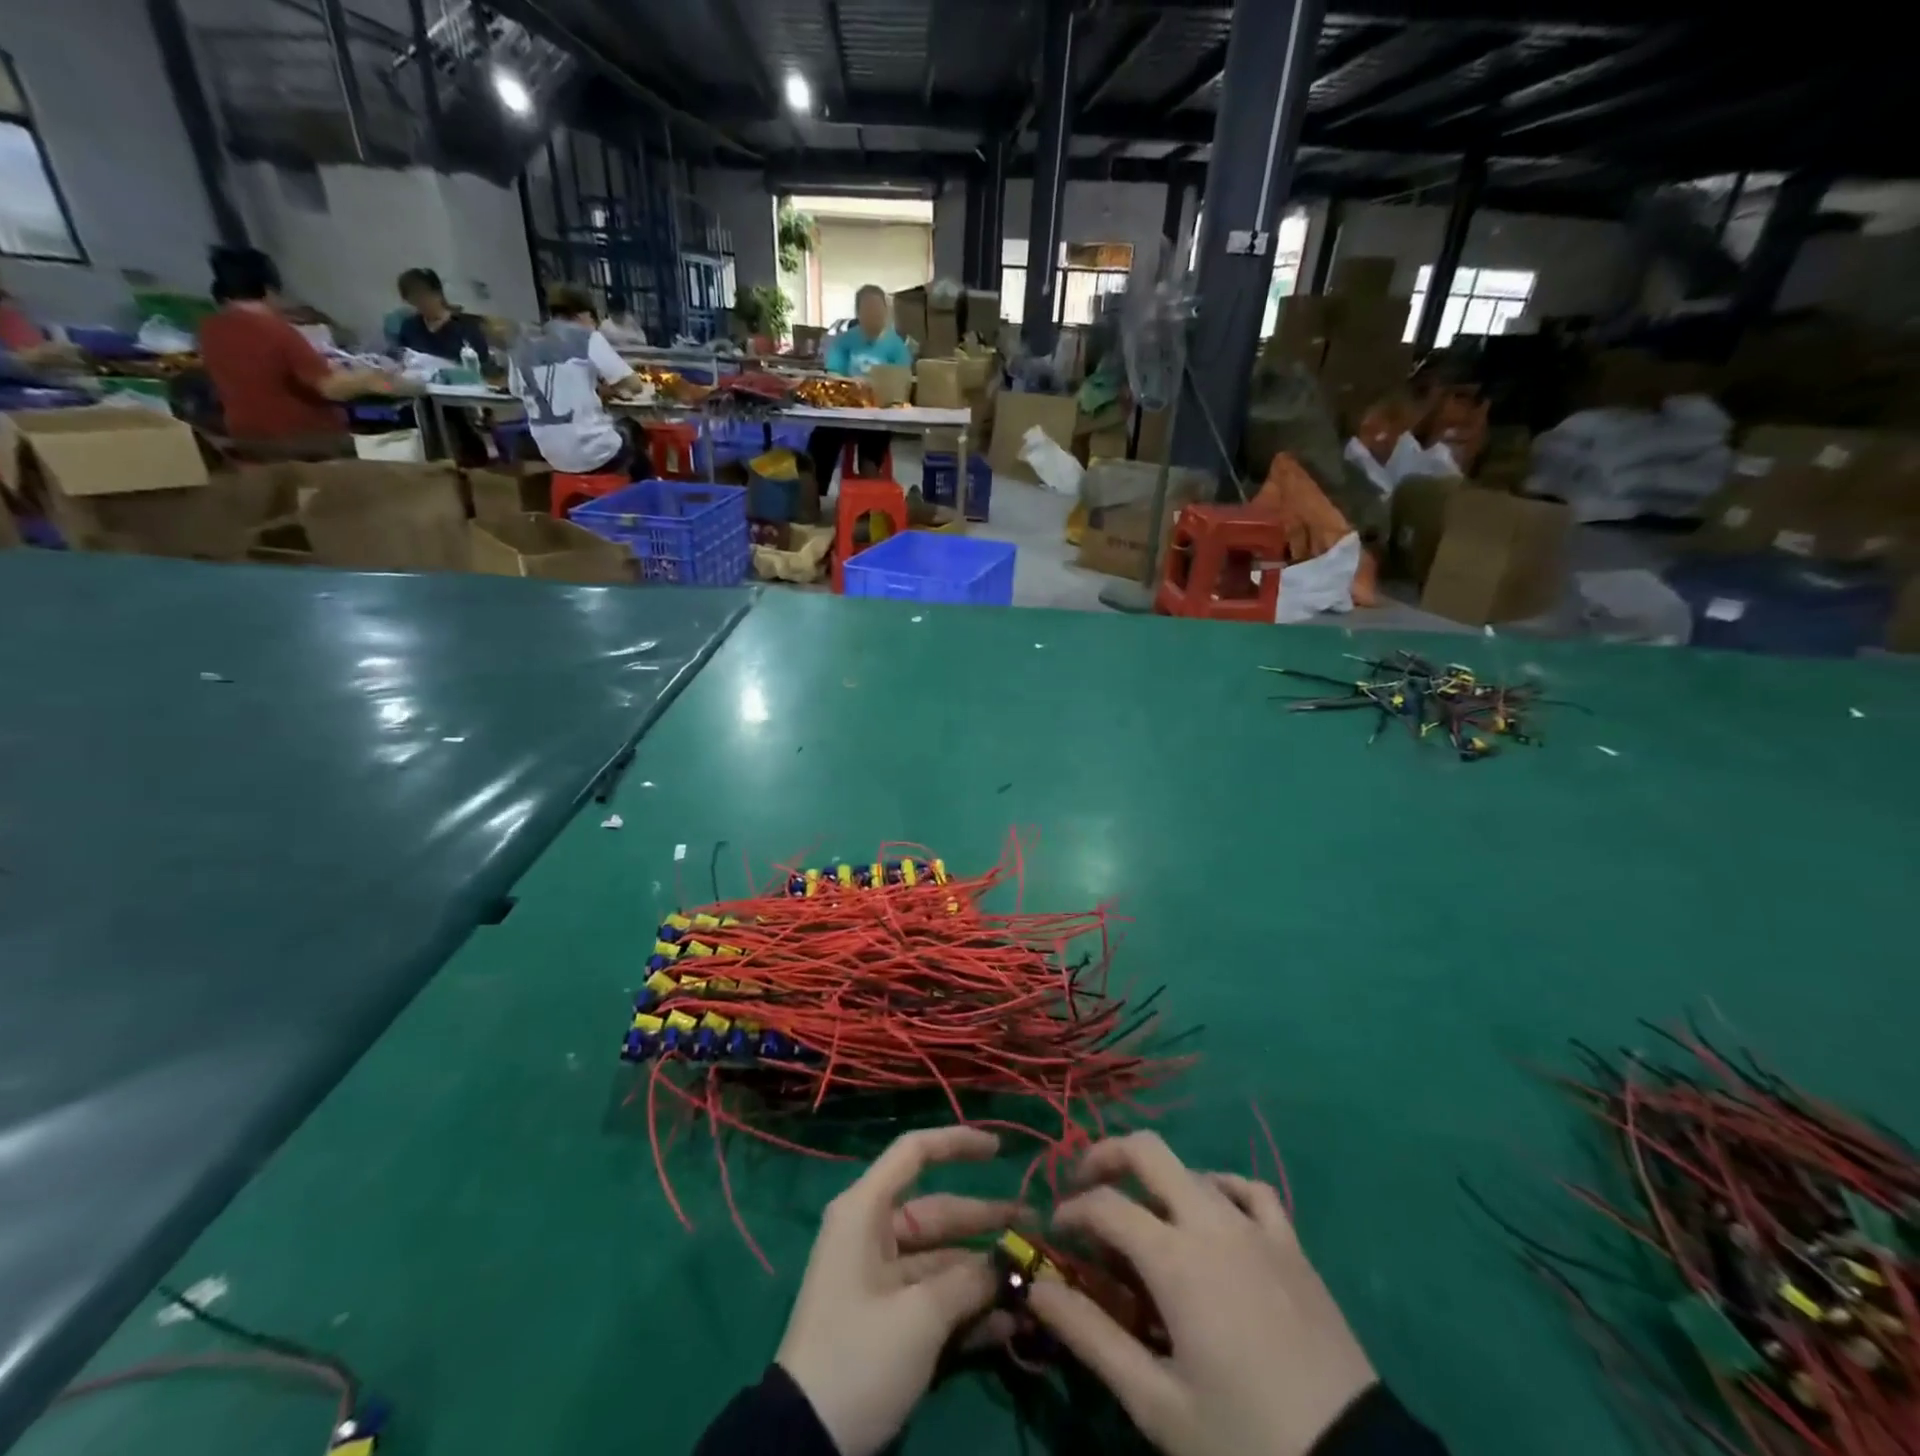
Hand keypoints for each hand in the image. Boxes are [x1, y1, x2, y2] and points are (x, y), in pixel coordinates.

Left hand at [776, 1127, 1017, 1455]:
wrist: (803, 1443)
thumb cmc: (858, 1355)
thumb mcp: (919, 1316)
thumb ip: (969, 1281)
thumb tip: (1011, 1262)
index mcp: (866, 1212)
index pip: (914, 1153)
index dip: (957, 1143)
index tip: (1000, 1149)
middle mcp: (874, 1235)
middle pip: (938, 1212)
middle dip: (987, 1221)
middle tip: (1037, 1228)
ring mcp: (883, 1280)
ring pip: (944, 1260)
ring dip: (985, 1272)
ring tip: (1034, 1281)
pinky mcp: (892, 1321)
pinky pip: (937, 1299)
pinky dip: (970, 1308)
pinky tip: (1011, 1324)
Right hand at [1028, 1133, 1376, 1455]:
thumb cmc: (1244, 1440)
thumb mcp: (1156, 1403)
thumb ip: (1090, 1336)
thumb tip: (1035, 1288)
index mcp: (1175, 1257)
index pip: (1105, 1205)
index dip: (1071, 1211)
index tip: (1056, 1236)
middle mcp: (1211, 1222)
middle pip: (1148, 1151)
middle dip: (1106, 1155)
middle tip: (1085, 1185)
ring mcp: (1256, 1228)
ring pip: (1194, 1169)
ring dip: (1158, 1181)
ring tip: (1145, 1219)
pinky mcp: (1292, 1246)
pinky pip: (1251, 1191)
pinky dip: (1222, 1188)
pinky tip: (1214, 1213)